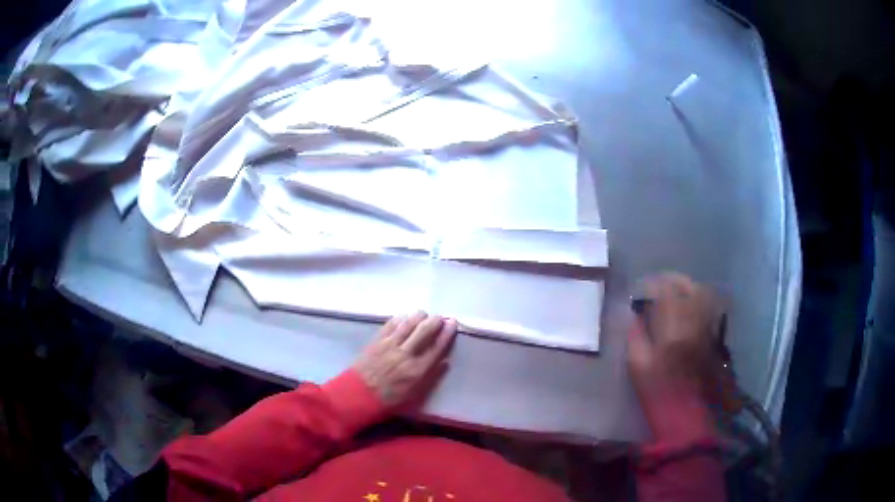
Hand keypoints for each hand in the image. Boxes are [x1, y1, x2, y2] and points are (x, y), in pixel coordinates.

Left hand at [353, 311, 457, 408]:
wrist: (359, 394)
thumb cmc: (389, 399)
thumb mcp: (415, 395)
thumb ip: (431, 377)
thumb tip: (445, 362)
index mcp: (417, 370)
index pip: (437, 347)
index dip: (447, 333)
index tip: (452, 323)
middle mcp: (406, 354)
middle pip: (424, 330)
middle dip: (435, 321)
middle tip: (440, 318)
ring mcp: (390, 345)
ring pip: (408, 323)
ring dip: (419, 316)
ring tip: (423, 315)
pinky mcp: (377, 340)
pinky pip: (391, 323)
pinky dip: (401, 318)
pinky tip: (405, 318)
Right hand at [627, 273, 722, 441]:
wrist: (684, 413)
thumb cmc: (657, 391)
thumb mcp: (637, 365)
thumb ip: (635, 334)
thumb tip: (636, 315)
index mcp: (673, 329)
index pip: (666, 291)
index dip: (653, 284)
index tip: (642, 289)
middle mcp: (694, 323)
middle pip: (690, 287)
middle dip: (674, 280)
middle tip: (660, 284)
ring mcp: (707, 328)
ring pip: (704, 294)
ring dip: (689, 288)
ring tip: (676, 292)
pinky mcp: (714, 336)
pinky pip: (710, 308)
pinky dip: (700, 301)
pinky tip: (690, 307)